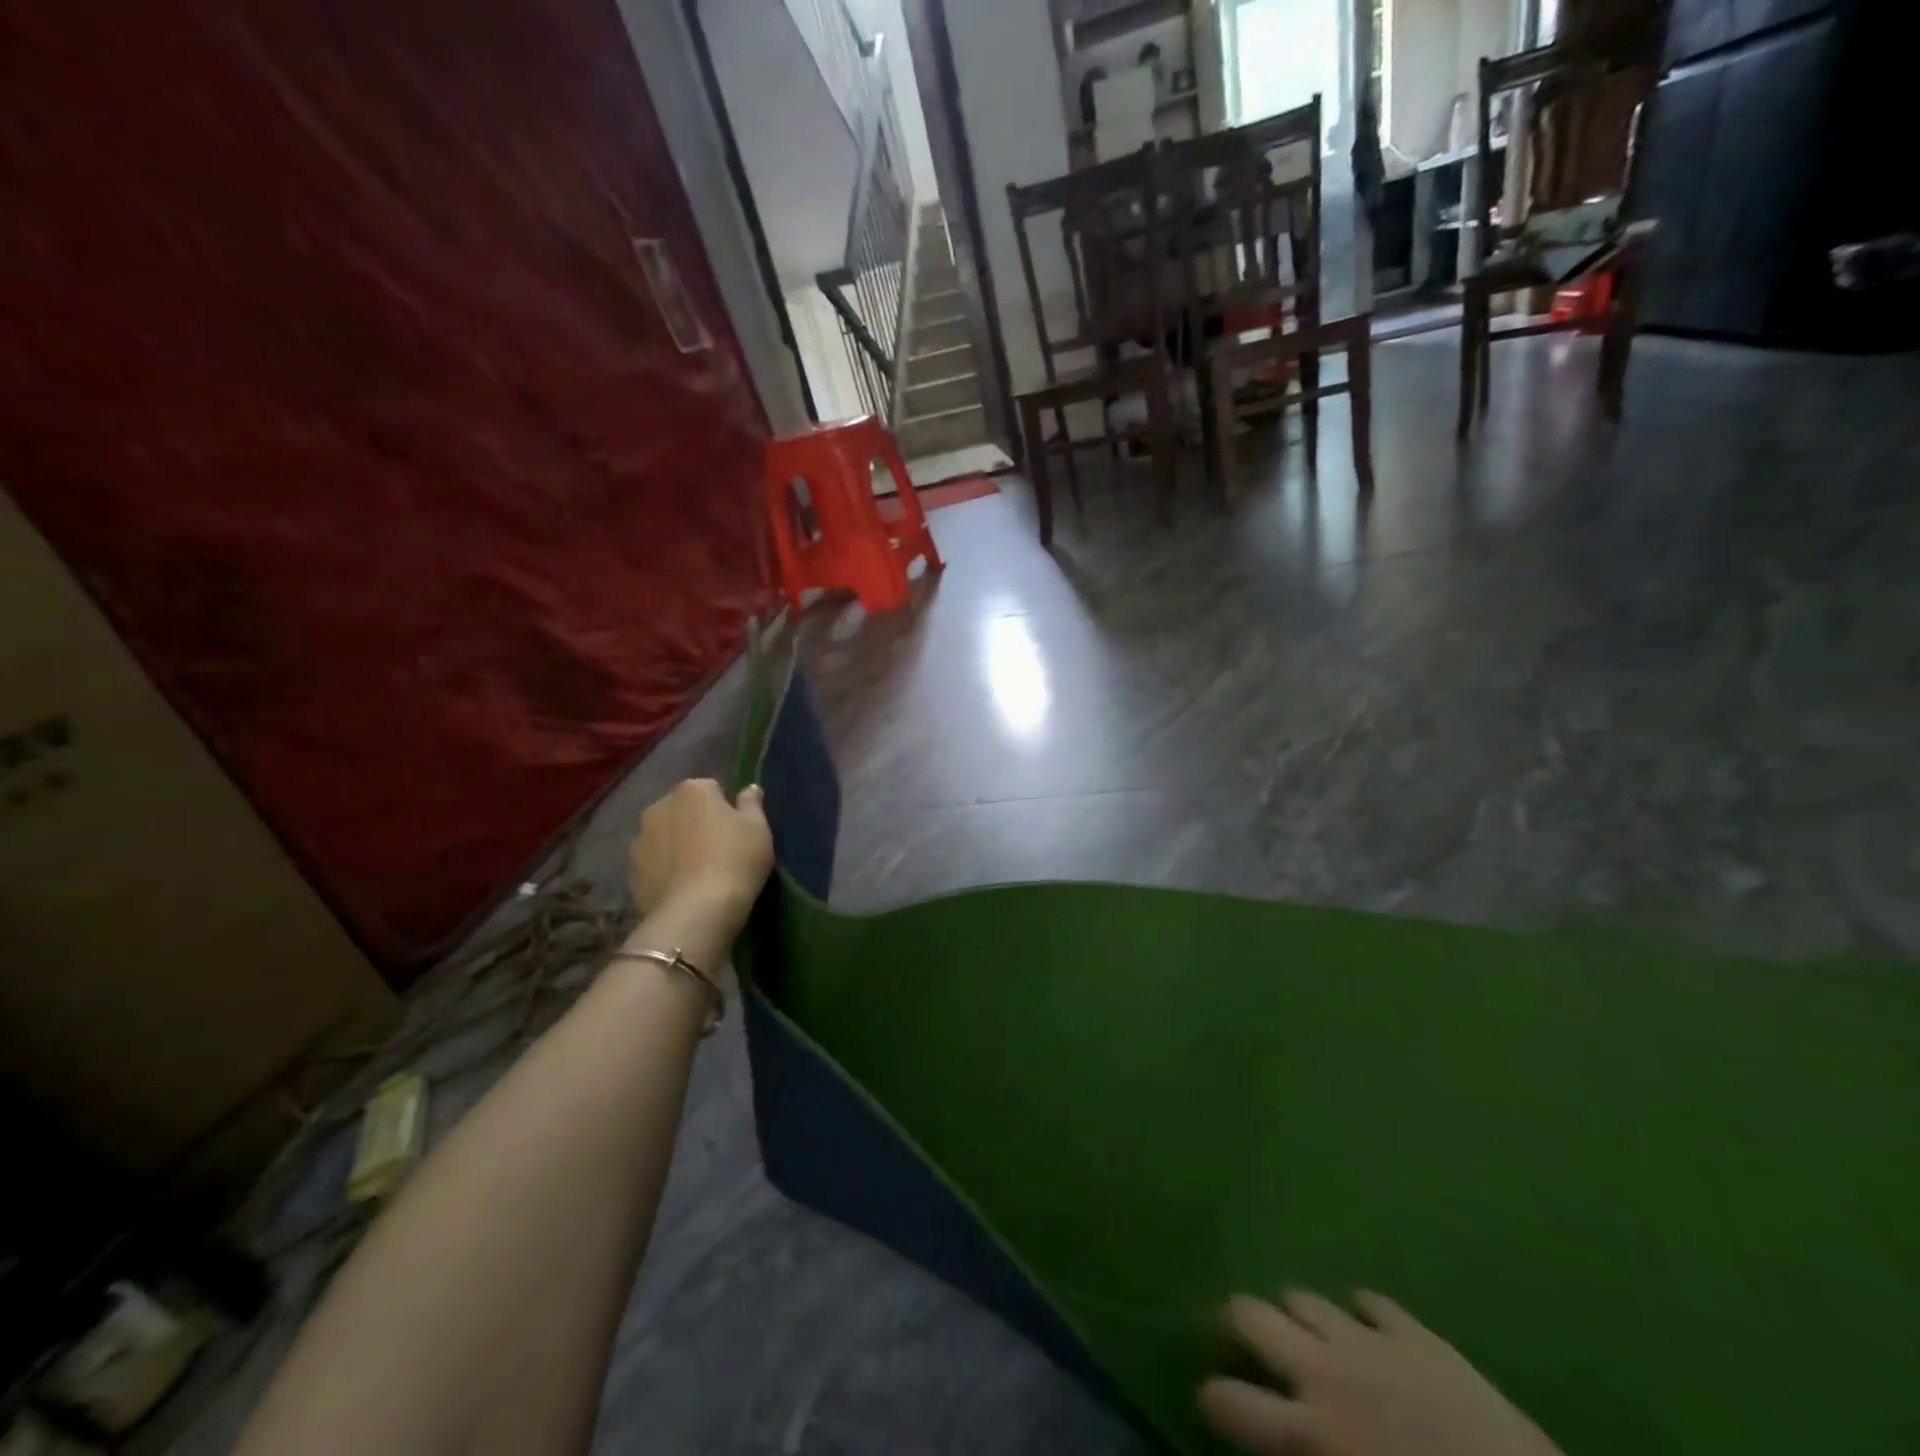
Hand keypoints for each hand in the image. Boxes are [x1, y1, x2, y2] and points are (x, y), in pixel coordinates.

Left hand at [629, 778, 773, 929]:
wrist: (697, 912)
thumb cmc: (735, 860)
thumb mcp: (758, 828)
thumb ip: (752, 803)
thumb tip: (750, 788)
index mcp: (692, 790)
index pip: (712, 789)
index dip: (726, 808)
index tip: (737, 830)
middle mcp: (659, 807)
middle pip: (683, 810)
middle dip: (697, 823)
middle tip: (720, 850)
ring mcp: (640, 840)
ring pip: (665, 837)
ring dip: (678, 846)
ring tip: (700, 873)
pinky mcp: (632, 873)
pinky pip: (655, 865)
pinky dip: (666, 871)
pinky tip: (685, 890)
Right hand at [1199, 1292, 1560, 1455]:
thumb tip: (1277, 1454)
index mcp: (1309, 1434)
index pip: (1229, 1402)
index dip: (1213, 1398)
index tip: (1212, 1398)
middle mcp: (1323, 1373)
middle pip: (1251, 1316)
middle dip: (1235, 1320)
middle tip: (1239, 1336)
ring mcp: (1369, 1344)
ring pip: (1304, 1297)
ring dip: (1298, 1315)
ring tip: (1306, 1332)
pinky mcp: (1416, 1334)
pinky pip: (1371, 1301)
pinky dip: (1362, 1313)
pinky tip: (1369, 1329)